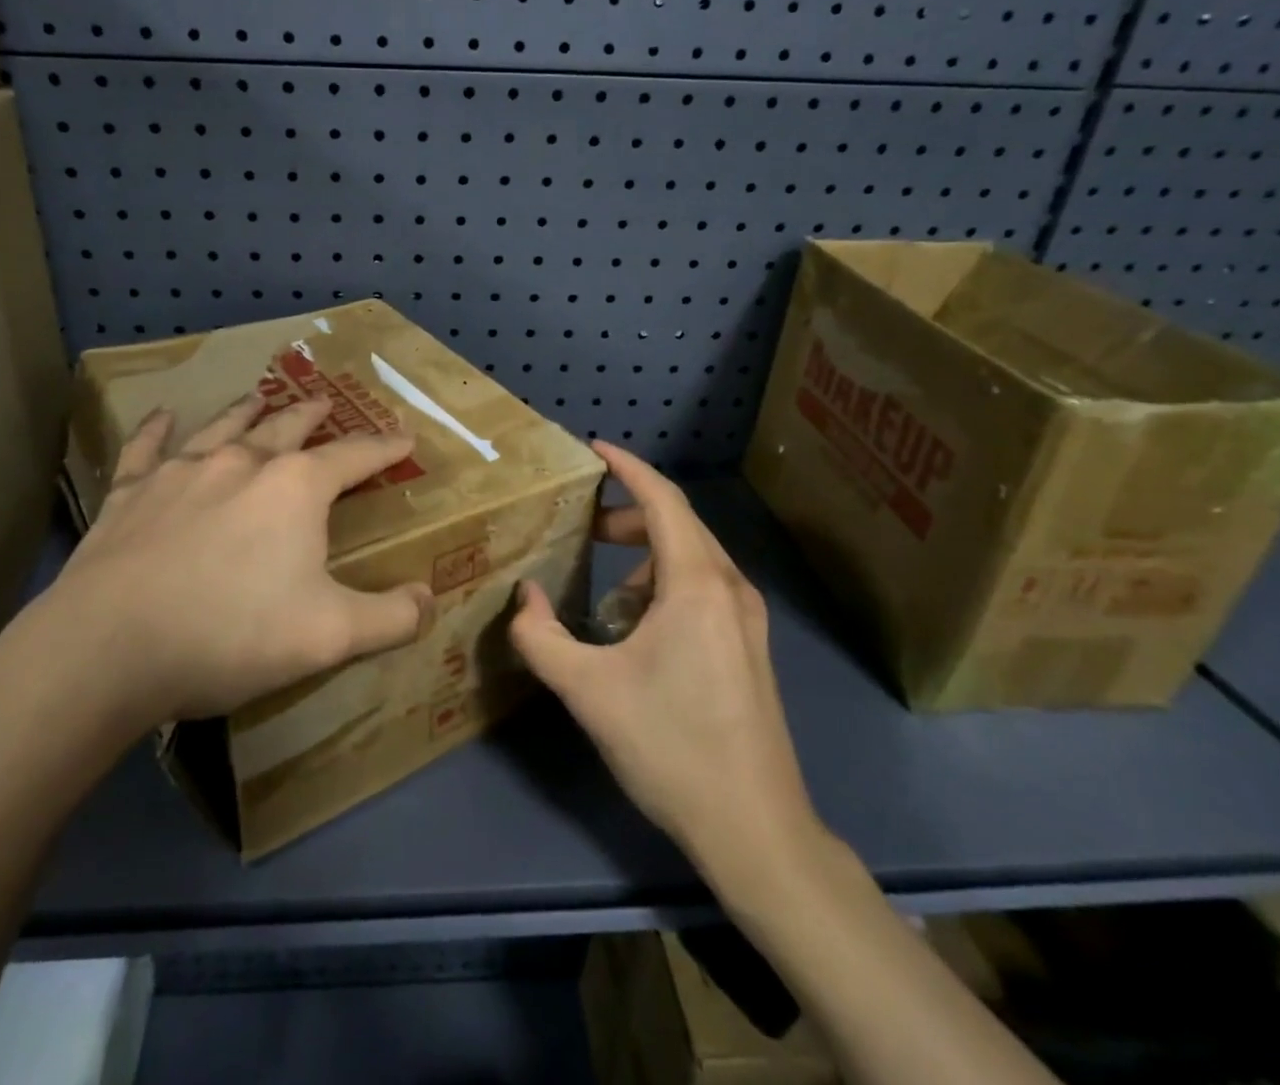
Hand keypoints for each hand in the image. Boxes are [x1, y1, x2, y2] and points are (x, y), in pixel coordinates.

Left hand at [0, 392, 433, 780]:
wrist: (108, 648)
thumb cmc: (231, 635)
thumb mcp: (330, 636)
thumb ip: (390, 618)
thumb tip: (429, 600)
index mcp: (296, 488)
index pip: (355, 457)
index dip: (385, 448)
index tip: (405, 438)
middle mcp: (242, 462)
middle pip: (288, 428)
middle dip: (313, 415)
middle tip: (326, 402)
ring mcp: (182, 471)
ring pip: (224, 427)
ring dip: (246, 410)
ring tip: (260, 396)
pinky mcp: (130, 492)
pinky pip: (146, 448)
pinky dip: (156, 429)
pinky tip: (161, 415)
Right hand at [511, 442, 822, 867]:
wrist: (755, 829)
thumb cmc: (670, 747)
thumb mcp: (588, 691)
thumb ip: (541, 636)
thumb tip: (523, 597)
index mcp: (697, 584)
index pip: (662, 500)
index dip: (627, 468)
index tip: (594, 449)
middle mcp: (730, 589)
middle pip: (678, 525)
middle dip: (627, 518)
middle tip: (583, 529)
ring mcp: (748, 620)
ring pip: (691, 560)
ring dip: (645, 561)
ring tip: (604, 600)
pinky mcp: (751, 647)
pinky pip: (703, 591)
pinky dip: (664, 590)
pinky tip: (637, 636)